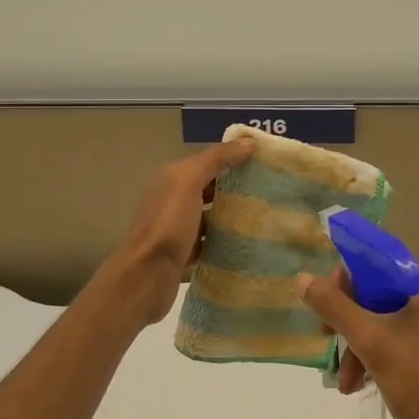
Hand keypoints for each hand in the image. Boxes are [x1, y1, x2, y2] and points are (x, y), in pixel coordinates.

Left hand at [103, 136, 256, 323]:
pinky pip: (209, 242)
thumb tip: (248, 142)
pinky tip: (247, 243)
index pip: (208, 162)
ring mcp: (177, 229)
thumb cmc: (167, 224)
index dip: (234, 159)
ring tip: (266, 216)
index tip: (266, 163)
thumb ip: (216, 159)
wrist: (146, 276)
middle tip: (272, 191)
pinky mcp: (184, 254)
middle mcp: (172, 200)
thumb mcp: (188, 182)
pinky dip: (225, 241)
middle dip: (237, 188)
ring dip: (233, 215)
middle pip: (210, 188)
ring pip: (211, 216)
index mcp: (172, 179)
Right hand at [296, 266, 418, 418]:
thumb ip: (335, 307)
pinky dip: (374, 360)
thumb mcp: (369, 341)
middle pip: (379, 297)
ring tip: (341, 379)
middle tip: (324, 337)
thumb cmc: (418, 383)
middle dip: (349, 321)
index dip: (348, 279)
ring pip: (384, 325)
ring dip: (357, 347)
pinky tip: (356, 385)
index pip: (381, 266)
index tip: (324, 300)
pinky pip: (396, 346)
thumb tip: (303, 278)